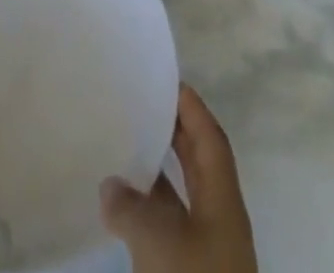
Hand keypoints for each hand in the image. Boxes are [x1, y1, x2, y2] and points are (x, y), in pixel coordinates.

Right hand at [101, 84, 256, 272]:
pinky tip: (119, 211)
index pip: (209, 137)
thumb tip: (110, 185)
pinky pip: (168, 233)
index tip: (163, 78)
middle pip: (198, 164)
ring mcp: (205, 255)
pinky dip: (147, 215)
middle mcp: (219, 221)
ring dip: (156, 175)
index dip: (190, 105)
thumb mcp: (157, 241)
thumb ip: (131, 206)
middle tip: (139, 103)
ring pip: (181, 199)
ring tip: (121, 149)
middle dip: (172, 133)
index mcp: (223, 200)